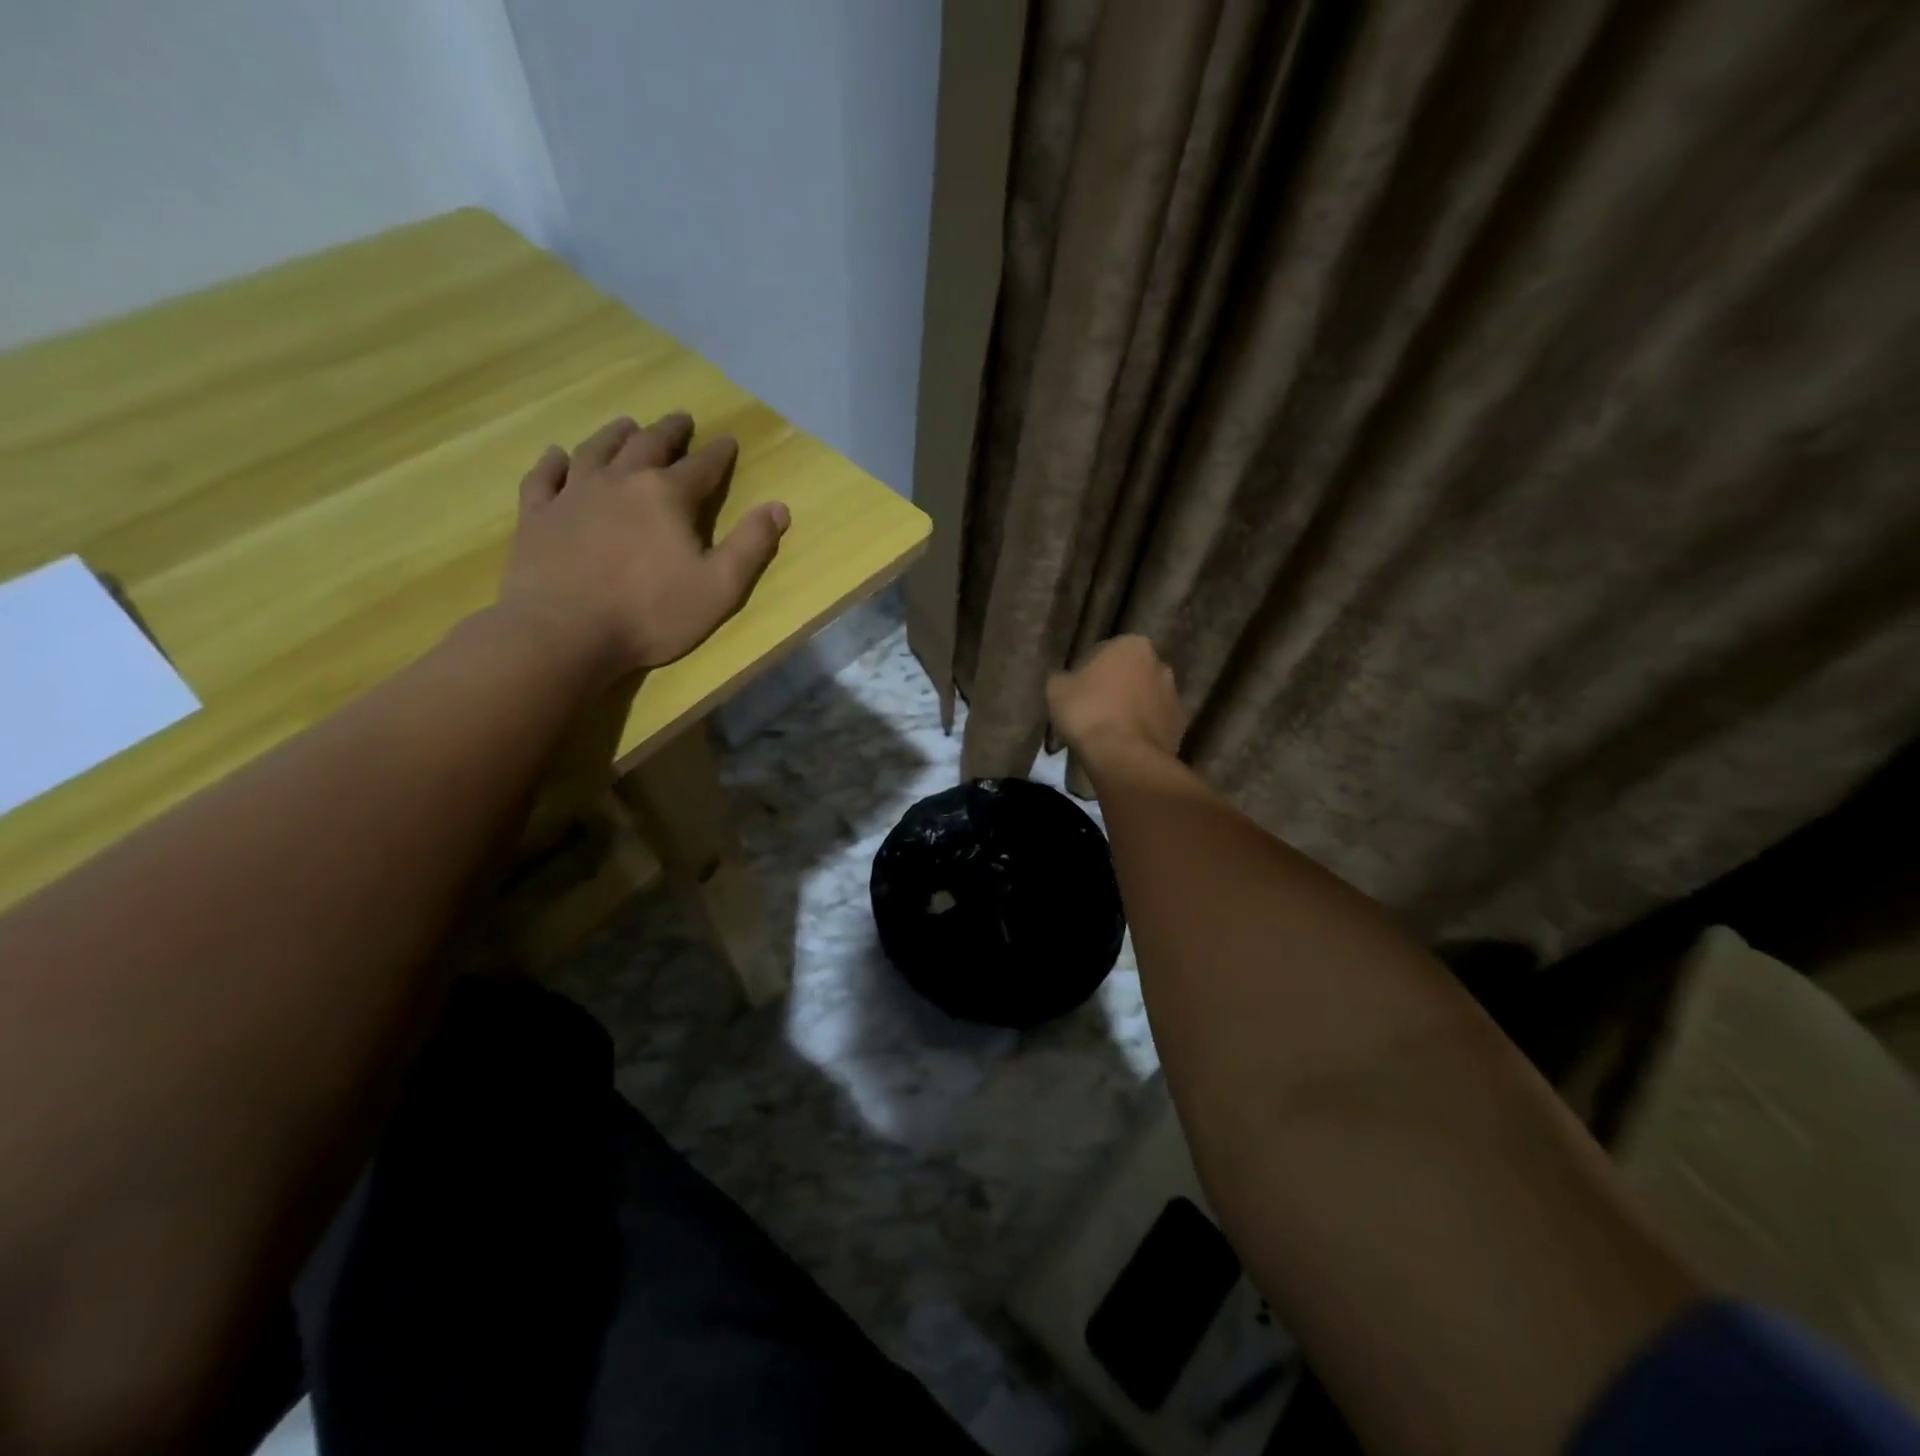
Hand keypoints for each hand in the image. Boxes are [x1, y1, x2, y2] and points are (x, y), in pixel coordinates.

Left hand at [499, 413, 789, 679]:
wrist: (564, 632)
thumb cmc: (651, 613)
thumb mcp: (719, 588)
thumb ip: (751, 546)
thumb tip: (779, 507)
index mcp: (667, 496)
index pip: (702, 466)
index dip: (719, 454)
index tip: (728, 441)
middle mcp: (620, 481)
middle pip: (648, 444)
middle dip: (670, 432)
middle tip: (680, 419)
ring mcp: (573, 494)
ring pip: (596, 450)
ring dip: (615, 434)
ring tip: (627, 424)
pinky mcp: (537, 515)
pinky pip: (545, 476)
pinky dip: (553, 462)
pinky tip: (557, 455)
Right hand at [1047, 635, 1186, 761]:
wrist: (1124, 756)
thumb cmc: (1088, 712)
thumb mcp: (1056, 689)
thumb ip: (1063, 678)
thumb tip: (1068, 680)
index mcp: (1131, 645)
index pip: (1102, 653)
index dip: (1086, 672)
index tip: (1076, 692)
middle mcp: (1159, 664)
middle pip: (1129, 674)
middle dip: (1115, 687)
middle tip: (1092, 710)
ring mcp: (1173, 696)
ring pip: (1145, 698)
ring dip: (1131, 708)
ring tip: (1109, 731)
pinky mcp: (1180, 726)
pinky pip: (1154, 722)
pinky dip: (1142, 729)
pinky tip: (1125, 744)